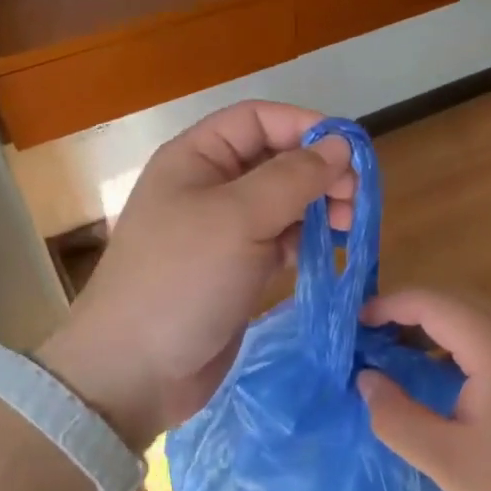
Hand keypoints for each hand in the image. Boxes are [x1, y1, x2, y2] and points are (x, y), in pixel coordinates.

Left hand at [36, 102, 354, 451]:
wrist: (135, 371)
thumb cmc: (182, 280)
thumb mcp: (238, 219)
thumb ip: (293, 177)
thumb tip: (341, 145)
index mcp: (196, 158)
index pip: (258, 119)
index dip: (305, 126)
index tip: (350, 153)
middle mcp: (209, 185)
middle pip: (275, 158)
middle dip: (318, 171)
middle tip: (355, 199)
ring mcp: (223, 229)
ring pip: (283, 200)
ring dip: (319, 206)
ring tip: (349, 226)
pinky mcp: (237, 268)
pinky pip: (280, 239)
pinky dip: (308, 239)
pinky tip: (331, 251)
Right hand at [357, 290, 490, 490]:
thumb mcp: (449, 462)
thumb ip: (398, 418)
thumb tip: (365, 380)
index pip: (430, 301)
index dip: (387, 306)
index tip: (352, 327)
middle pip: (450, 299)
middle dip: (404, 311)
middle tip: (366, 341)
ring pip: (468, 314)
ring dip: (428, 325)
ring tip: (391, 354)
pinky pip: (484, 333)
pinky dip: (450, 341)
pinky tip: (433, 374)